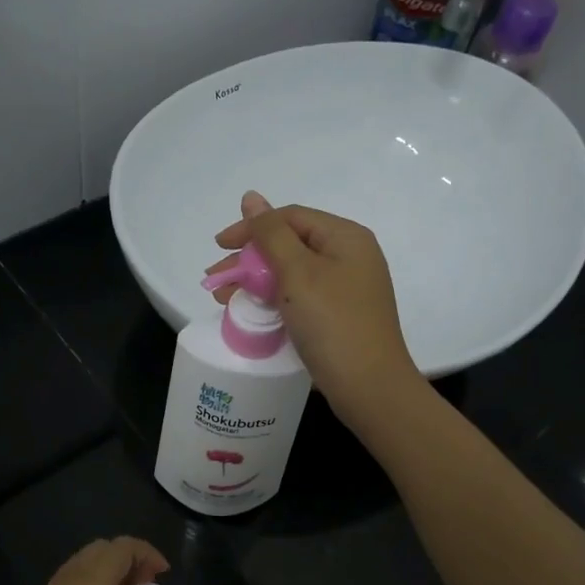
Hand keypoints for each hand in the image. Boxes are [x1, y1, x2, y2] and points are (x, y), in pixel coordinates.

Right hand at [207, 192, 419, 425]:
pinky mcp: (338, 317)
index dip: (251, 228)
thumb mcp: (298, 273)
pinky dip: (273, 301)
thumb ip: (271, 234)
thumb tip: (251, 197)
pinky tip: (251, 312)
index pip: (290, 218)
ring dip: (255, 282)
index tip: (218, 247)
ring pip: (291, 274)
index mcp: (346, 238)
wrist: (369, 387)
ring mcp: (346, 290)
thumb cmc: (333, 323)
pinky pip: (300, 298)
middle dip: (249, 260)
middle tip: (215, 280)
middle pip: (290, 245)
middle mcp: (349, 258)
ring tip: (224, 299)